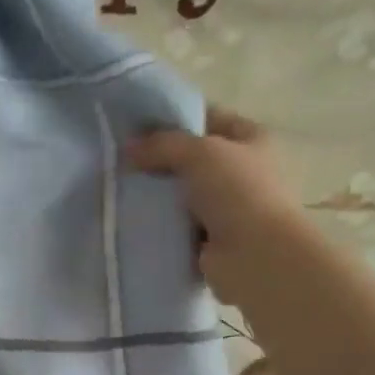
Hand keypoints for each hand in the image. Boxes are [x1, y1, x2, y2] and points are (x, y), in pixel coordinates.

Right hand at [124, 108, 308, 298]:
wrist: (254, 255)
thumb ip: (162, 144)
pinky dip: (157, 224)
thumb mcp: (200, 153)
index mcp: (250, 140)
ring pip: (180, 193)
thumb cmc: (237, 192)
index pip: (208, 118)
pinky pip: (175, 225)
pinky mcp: (208, 238)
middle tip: (121, 161)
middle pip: (191, 158)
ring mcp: (225, 206)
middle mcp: (241, 170)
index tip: (136, 127)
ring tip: (119, 190)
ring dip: (155, 195)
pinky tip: (130, 219)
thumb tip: (128, 148)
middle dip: (158, 160)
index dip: (174, 119)